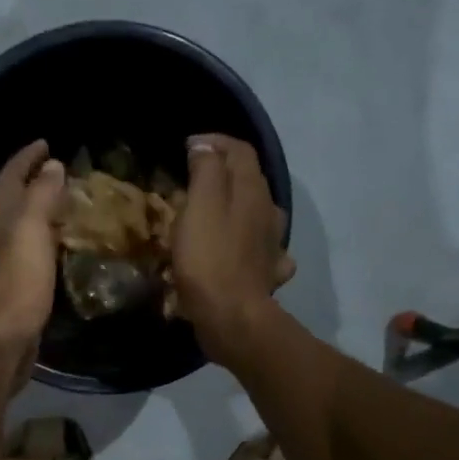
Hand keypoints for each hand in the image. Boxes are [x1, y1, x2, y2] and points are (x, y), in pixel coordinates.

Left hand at [0, 140, 67, 366]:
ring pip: (13, 223)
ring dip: (33, 209)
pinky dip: (37, 238)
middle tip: (57, 171)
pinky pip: (22, 249)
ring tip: (59, 204)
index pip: (10, 173)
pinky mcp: (5, 284)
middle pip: (7, 196)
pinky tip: (51, 247)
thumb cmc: (16, 281)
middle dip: (29, 180)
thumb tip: (51, 165)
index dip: (28, 157)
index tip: (47, 143)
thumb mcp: (31, 228)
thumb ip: (41, 194)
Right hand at [171, 134, 294, 361]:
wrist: (232, 317)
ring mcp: (273, 245)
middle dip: (223, 172)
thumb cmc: (209, 258)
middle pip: (250, 180)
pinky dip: (248, 242)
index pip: (240, 150)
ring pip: (258, 214)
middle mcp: (269, 212)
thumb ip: (206, 169)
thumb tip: (205, 145)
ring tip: (213, 213)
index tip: (186, 147)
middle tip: (192, 179)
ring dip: (238, 206)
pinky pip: (261, 249)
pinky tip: (238, 250)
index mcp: (253, 191)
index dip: (214, 142)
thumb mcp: (200, 205)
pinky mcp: (267, 274)